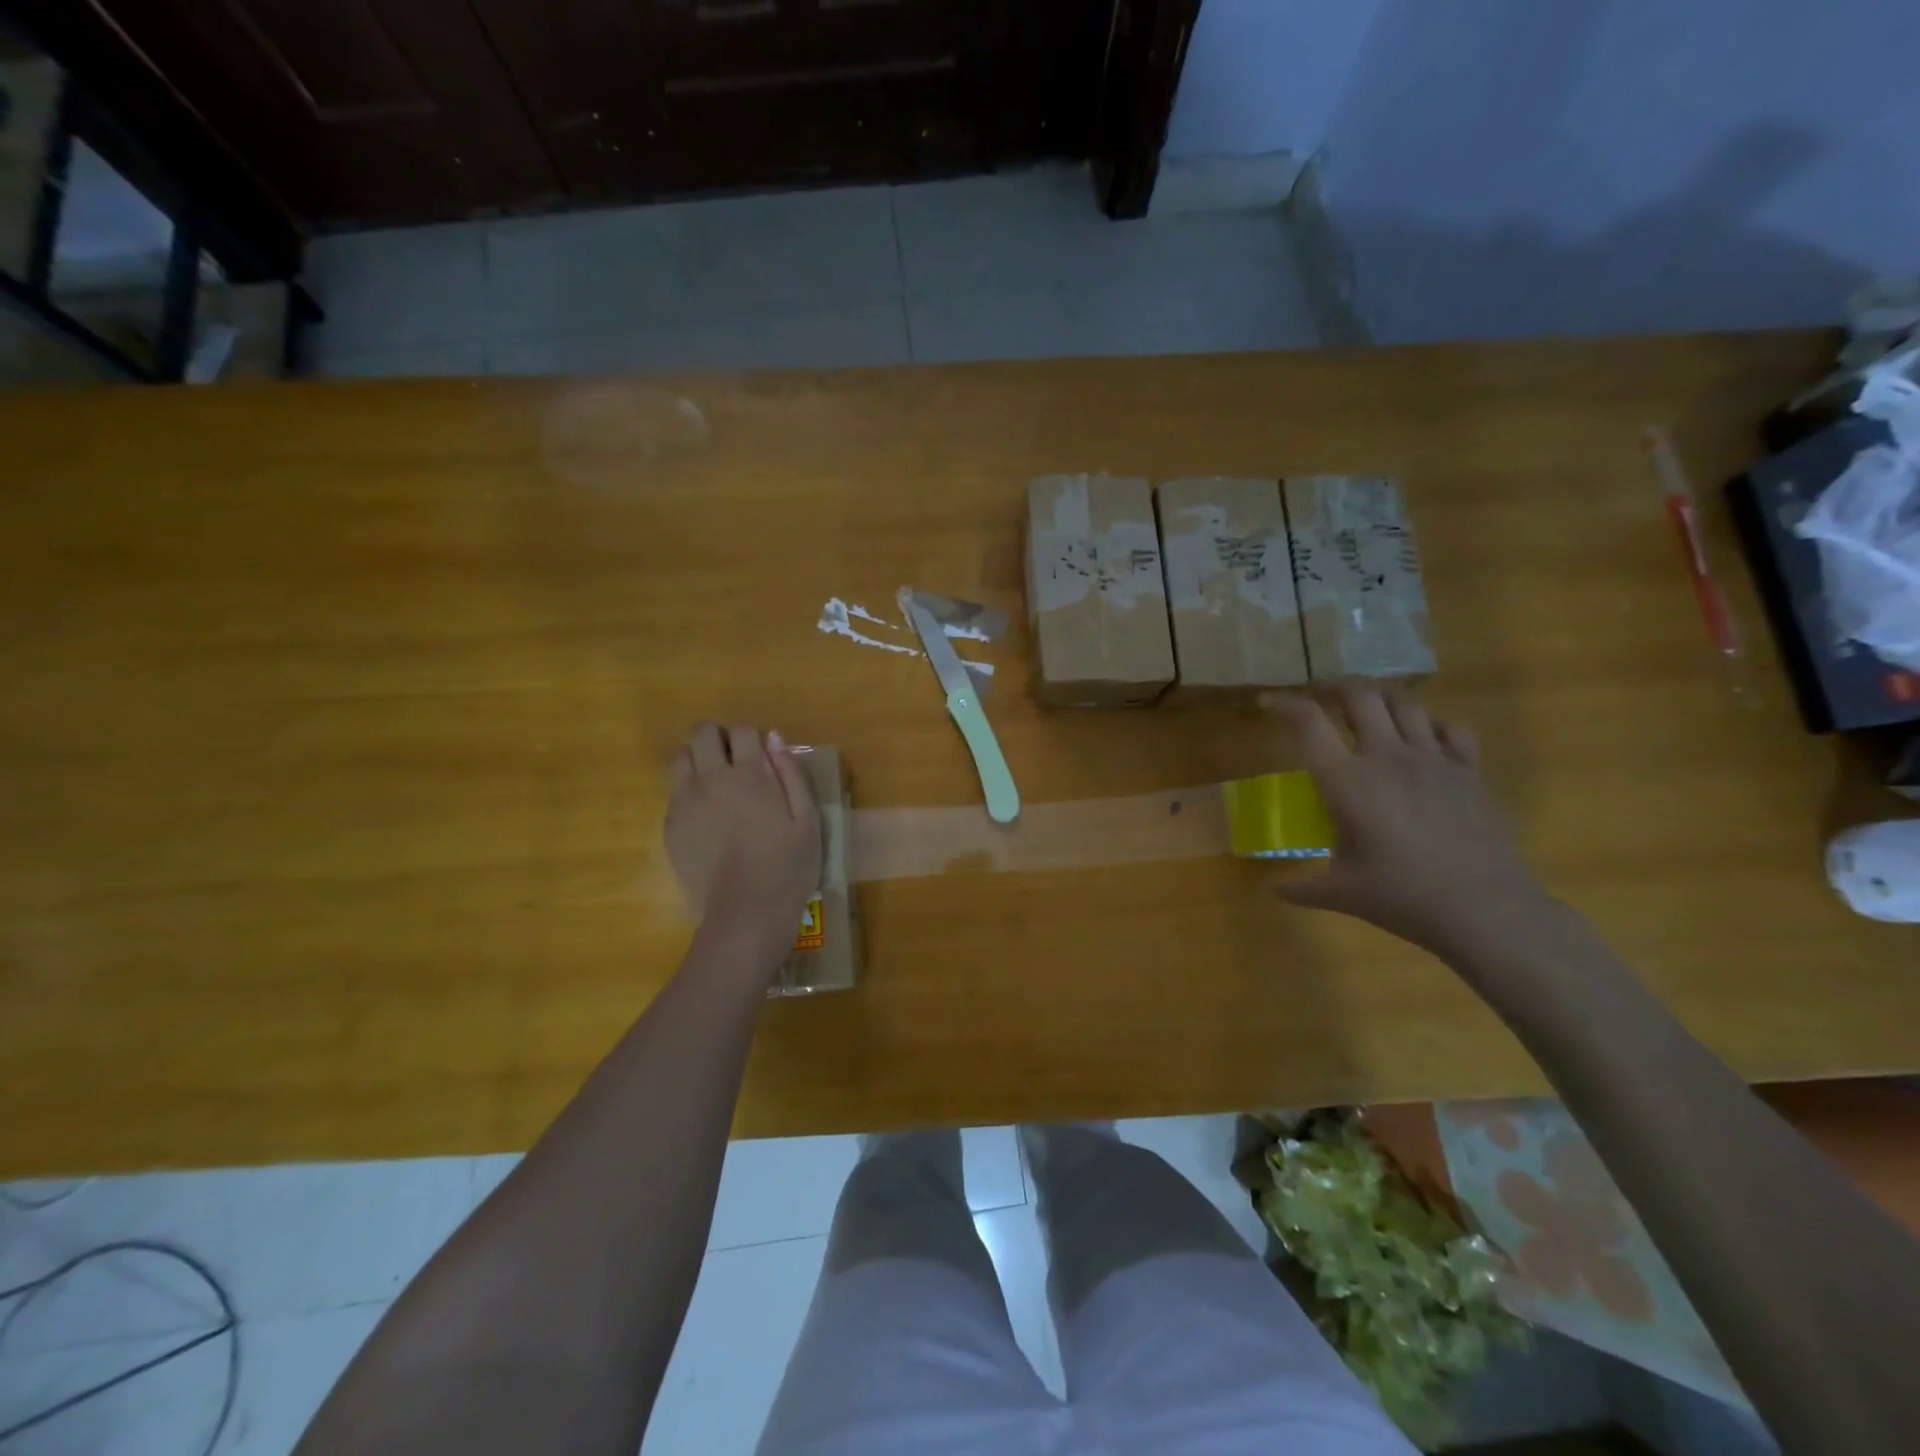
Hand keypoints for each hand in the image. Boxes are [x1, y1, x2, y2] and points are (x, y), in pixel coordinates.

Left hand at [665, 724, 820, 962]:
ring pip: (681, 757)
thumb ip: (791, 773)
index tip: (762, 759)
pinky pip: (674, 792)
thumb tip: (774, 738)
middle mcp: (711, 778)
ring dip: (698, 761)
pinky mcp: (671, 825)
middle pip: (702, 733)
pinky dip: (689, 792)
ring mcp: (685, 801)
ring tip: (717, 787)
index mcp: (750, 774)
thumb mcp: (807, 818)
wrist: (747, 912)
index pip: (742, 730)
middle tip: (735, 765)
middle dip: (719, 740)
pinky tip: (708, 819)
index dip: (753, 739)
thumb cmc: (788, 865)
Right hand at [1267, 687, 1554, 960]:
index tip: (1268, 704)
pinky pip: (1452, 727)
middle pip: (1359, 695)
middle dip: (1334, 687)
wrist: (1485, 910)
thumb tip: (1273, 890)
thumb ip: (1301, 887)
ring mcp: (1434, 759)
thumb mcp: (1340, 894)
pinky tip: (1424, 739)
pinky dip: (1432, 724)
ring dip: (1380, 699)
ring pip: (1405, 702)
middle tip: (1320, 698)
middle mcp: (1387, 757)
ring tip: (1368, 709)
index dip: (1282, 705)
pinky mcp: (1470, 771)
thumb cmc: (1402, 898)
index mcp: (1346, 781)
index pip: (1307, 722)